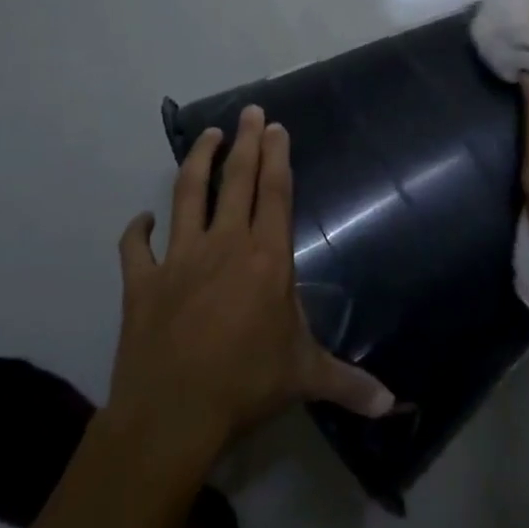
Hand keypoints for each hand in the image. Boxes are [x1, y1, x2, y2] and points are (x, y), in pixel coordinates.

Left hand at [108, 105, 395, 448]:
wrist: (172, 415)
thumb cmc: (246, 386)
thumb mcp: (305, 378)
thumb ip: (349, 383)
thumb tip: (393, 405)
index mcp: (266, 258)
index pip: (275, 193)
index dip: (277, 157)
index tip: (277, 127)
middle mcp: (224, 245)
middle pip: (237, 180)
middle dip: (247, 142)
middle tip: (252, 112)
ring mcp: (179, 259)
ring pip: (187, 195)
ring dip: (198, 161)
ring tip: (208, 135)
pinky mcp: (142, 282)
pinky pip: (136, 247)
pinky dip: (138, 229)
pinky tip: (143, 219)